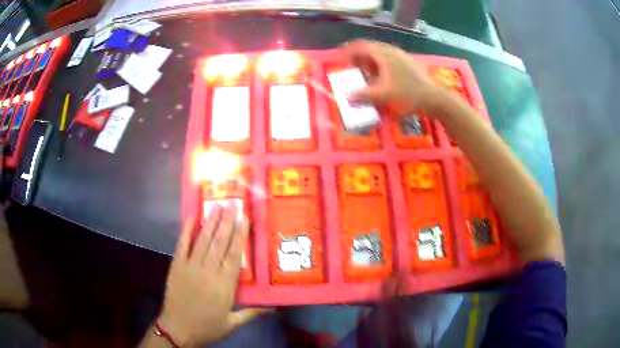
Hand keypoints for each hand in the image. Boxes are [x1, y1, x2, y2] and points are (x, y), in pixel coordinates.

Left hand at [157, 202, 261, 346]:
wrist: (178, 330)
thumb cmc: (208, 327)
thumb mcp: (232, 324)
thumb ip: (252, 313)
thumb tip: (274, 308)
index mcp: (224, 286)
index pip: (234, 256)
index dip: (240, 236)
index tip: (244, 219)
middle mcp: (208, 272)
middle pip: (219, 243)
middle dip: (227, 222)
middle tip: (232, 203)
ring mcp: (190, 267)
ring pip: (203, 241)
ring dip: (211, 222)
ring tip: (217, 205)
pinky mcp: (177, 266)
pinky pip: (182, 245)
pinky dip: (186, 231)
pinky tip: (191, 217)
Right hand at [341, 40, 440, 115]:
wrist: (434, 97)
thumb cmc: (408, 93)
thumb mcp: (383, 94)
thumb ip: (364, 95)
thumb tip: (348, 98)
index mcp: (383, 54)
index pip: (361, 46)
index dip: (349, 51)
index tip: (340, 58)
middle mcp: (392, 51)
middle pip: (370, 48)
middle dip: (358, 57)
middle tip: (351, 67)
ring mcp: (402, 56)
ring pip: (381, 54)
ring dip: (370, 61)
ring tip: (364, 72)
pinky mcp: (409, 62)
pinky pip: (389, 59)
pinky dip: (380, 65)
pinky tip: (381, 76)